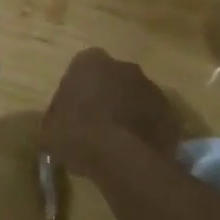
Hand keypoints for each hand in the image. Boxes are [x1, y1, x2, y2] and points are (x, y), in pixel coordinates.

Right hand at [41, 48, 181, 180]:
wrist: (121, 158)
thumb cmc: (76, 134)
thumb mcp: (49, 128)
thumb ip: (56, 118)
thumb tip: (58, 123)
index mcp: (90, 62)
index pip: (82, 68)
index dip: (78, 89)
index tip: (74, 110)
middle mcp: (124, 66)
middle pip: (113, 79)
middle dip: (107, 96)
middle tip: (96, 124)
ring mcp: (152, 88)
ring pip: (137, 97)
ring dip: (129, 112)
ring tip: (117, 142)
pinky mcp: (171, 113)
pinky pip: (154, 119)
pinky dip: (147, 130)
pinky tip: (135, 150)